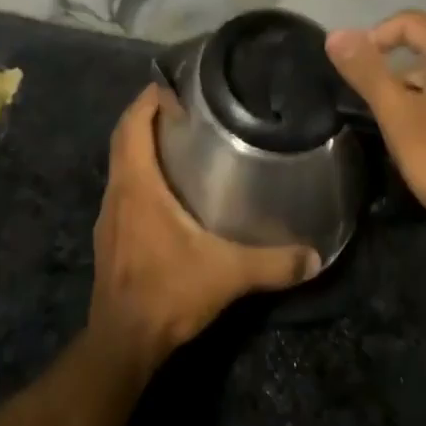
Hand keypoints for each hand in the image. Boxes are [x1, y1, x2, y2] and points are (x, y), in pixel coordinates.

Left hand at [88, 86, 320, 371]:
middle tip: (185, 106)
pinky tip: (169, 189)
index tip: (172, 81)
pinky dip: (141, 174)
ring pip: (121, 165)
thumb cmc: (167, 293)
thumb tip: (315, 255)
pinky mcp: (110, 238)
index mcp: (136, 186)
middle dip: (147, 115)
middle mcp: (117, 193)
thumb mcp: (227, 274)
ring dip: (142, 146)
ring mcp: (109, 217)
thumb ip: (273, 262)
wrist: (123, 344)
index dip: (148, 98)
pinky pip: (123, 189)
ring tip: (181, 139)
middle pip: (124, 139)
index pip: (132, 125)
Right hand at [326, 10, 425, 248]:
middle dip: (393, 64)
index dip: (377, 35)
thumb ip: (367, 72)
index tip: (357, 65)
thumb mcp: (397, 115)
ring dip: (412, 86)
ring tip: (391, 119)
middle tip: (370, 95)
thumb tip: (336, 34)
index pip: (410, 22)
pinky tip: (422, 136)